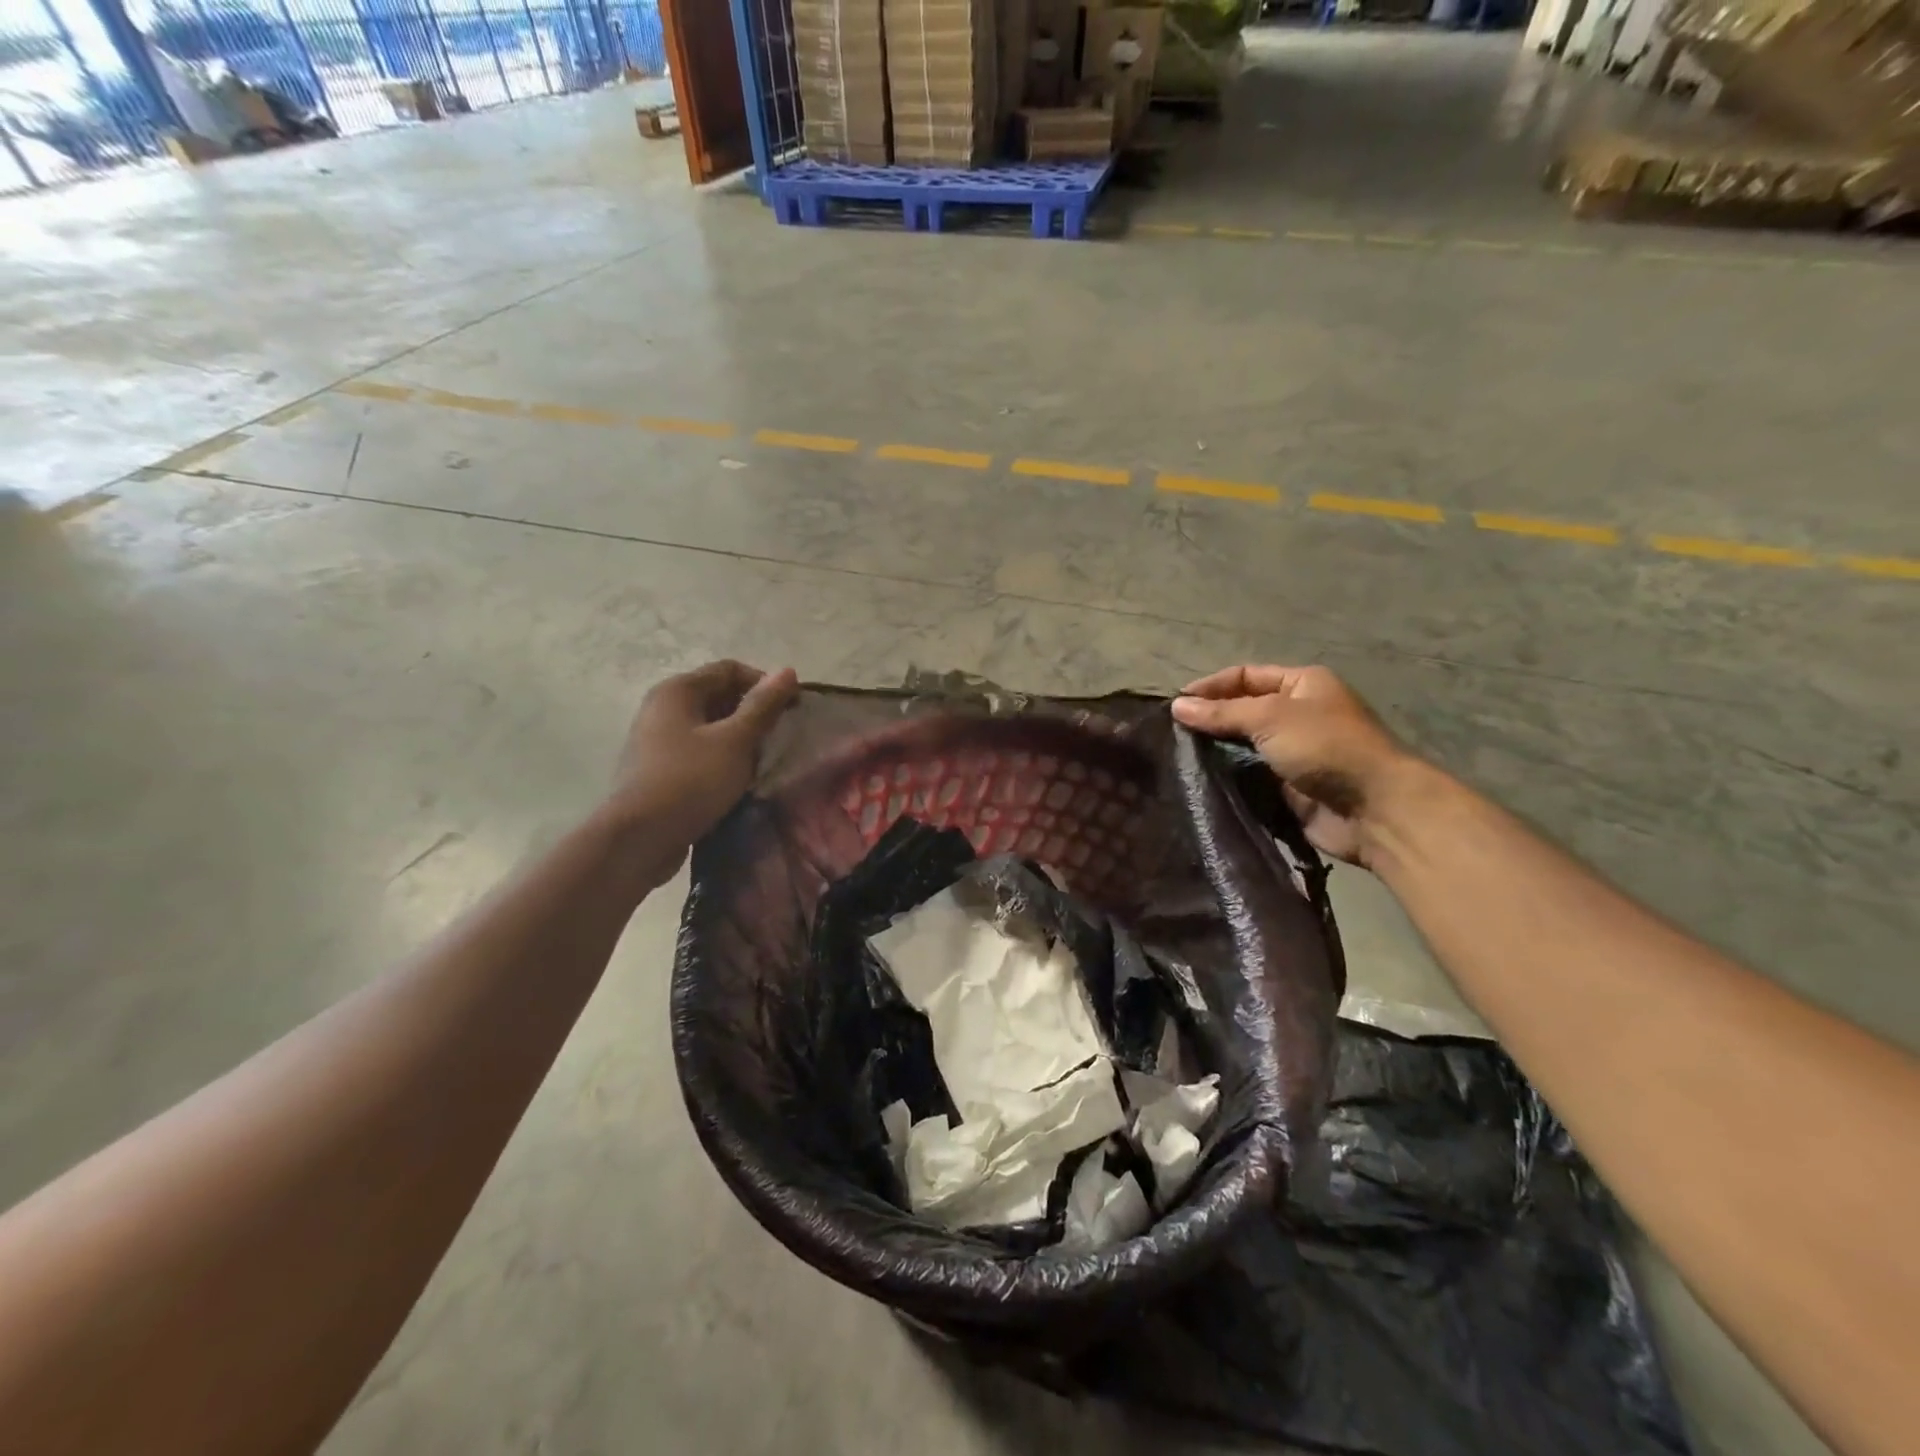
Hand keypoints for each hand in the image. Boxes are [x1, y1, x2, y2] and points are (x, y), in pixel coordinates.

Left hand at [607, 661, 799, 860]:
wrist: (639, 838)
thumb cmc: (691, 780)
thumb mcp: (736, 740)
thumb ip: (763, 706)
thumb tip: (788, 671)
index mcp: (677, 690)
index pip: (730, 670)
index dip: (765, 684)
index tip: (792, 709)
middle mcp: (661, 707)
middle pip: (718, 696)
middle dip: (753, 712)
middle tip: (780, 736)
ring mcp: (656, 740)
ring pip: (709, 727)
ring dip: (739, 739)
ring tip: (764, 760)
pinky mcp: (658, 770)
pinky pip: (698, 753)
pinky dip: (721, 759)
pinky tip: (738, 780)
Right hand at [1172, 665, 1416, 867]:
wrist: (1373, 809)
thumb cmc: (1325, 747)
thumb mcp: (1270, 717)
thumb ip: (1222, 712)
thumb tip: (1177, 706)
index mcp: (1302, 684)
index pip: (1244, 676)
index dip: (1209, 687)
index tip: (1174, 705)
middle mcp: (1297, 714)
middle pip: (1241, 710)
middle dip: (1209, 720)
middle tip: (1171, 733)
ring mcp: (1292, 752)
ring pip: (1242, 746)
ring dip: (1214, 751)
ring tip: (1176, 757)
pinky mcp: (1286, 787)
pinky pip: (1248, 776)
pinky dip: (1226, 777)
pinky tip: (1198, 780)